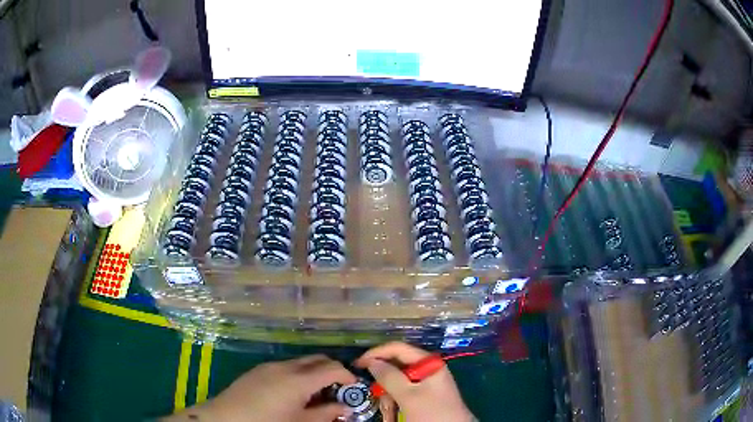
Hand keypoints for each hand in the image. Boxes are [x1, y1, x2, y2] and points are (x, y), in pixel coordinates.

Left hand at [165, 355, 356, 421]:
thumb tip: (344, 407)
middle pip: (317, 359)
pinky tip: (293, 393)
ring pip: (301, 362)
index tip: (354, 388)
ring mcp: (269, 366)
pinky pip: (285, 366)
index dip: (348, 376)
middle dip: (333, 370)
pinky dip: (298, 374)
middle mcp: (285, 366)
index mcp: (299, 379)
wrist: (226, 418)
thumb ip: (326, 414)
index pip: (333, 368)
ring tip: (316, 395)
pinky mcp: (258, 370)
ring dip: (314, 373)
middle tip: (338, 390)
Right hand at [355, 342, 473, 421]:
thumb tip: (372, 361)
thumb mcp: (408, 396)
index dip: (376, 353)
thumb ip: (389, 377)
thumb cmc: (432, 412)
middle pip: (396, 366)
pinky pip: (403, 393)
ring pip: (397, 382)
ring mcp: (426, 383)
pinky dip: (395, 402)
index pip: (398, 348)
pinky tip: (395, 414)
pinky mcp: (424, 396)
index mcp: (429, 363)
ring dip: (389, 396)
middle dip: (384, 382)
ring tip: (391, 412)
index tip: (357, 364)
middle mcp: (427, 369)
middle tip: (376, 395)